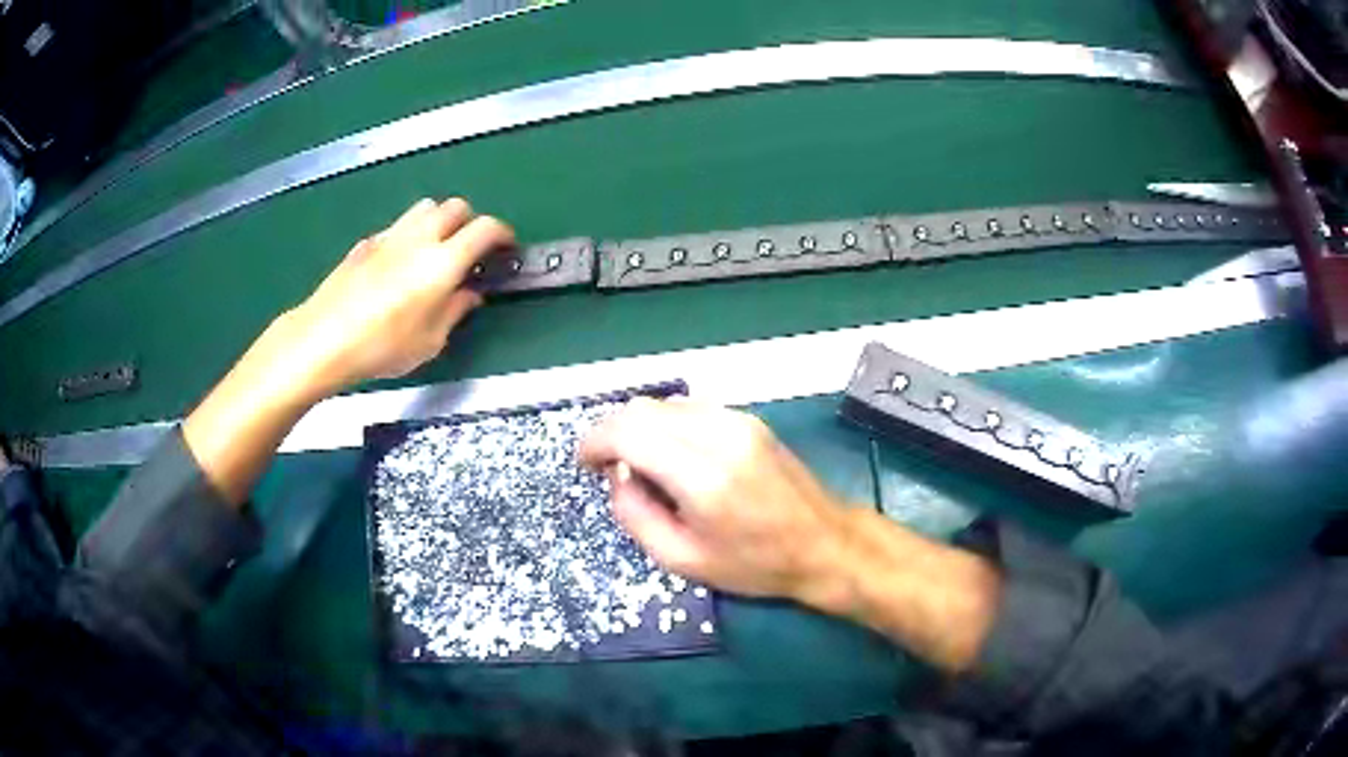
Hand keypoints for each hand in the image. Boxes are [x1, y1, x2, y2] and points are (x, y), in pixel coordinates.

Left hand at [280, 197, 513, 397]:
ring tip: (438, 249)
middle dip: (472, 223)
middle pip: (457, 207)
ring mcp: (391, 235)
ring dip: (441, 220)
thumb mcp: (430, 342)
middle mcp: (420, 238)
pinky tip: (401, 263)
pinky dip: (411, 234)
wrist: (324, 338)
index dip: (503, 234)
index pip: (486, 228)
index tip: (506, 247)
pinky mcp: (367, 242)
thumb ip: (455, 311)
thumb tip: (470, 295)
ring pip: (427, 207)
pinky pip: (399, 225)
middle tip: (471, 250)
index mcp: (443, 262)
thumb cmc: (381, 347)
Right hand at [580, 397, 1003, 672]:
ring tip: (639, 466)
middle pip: (643, 409)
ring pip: (665, 404)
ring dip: (639, 427)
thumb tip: (617, 476)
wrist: (825, 543)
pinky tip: (671, 456)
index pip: (629, 432)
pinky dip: (666, 425)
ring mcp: (738, 421)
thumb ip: (636, 516)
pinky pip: (690, 409)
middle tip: (607, 468)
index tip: (585, 463)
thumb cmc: (755, 564)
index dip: (595, 442)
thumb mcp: (683, 560)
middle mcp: (720, 436)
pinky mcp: (749, 419)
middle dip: (612, 433)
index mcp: (703, 477)